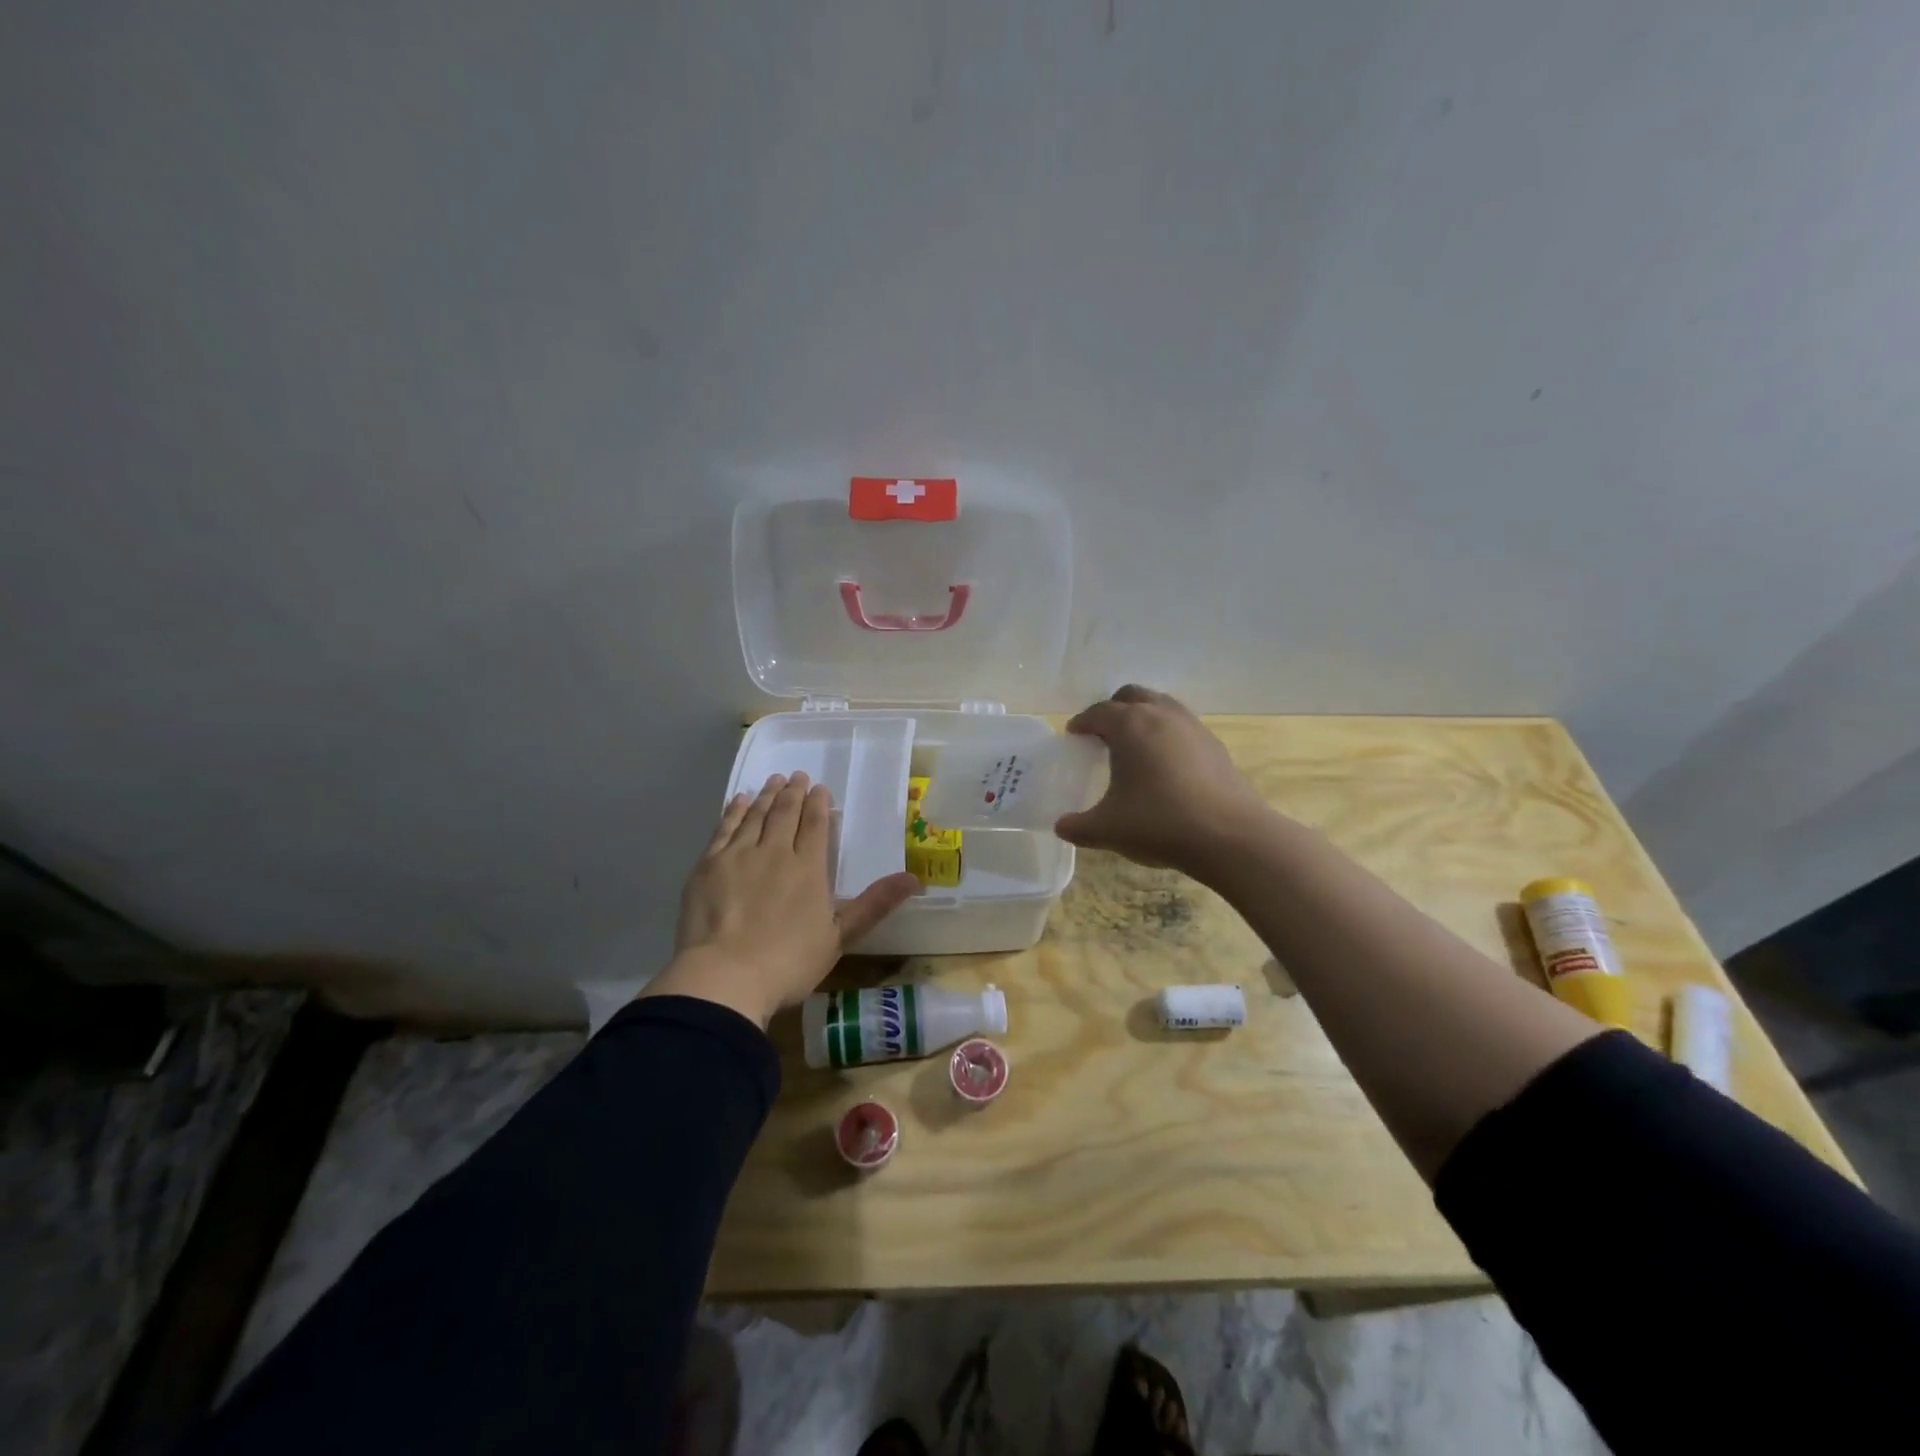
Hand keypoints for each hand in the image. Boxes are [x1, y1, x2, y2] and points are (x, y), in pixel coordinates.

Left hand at [644, 773, 919, 1028]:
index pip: (816, 825)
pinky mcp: (708, 865)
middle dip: (793, 792)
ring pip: (756, 816)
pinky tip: (739, 801)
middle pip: (786, 813)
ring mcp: (739, 856)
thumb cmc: (788, 963)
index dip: (819, 804)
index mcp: (808, 868)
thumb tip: (915, 879)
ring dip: (767, 796)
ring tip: (773, 781)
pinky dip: (734, 811)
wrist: (725, 977)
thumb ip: (875, 904)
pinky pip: (725, 828)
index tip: (820, 788)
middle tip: (797, 776)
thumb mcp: (840, 937)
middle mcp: (775, 852)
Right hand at [1054, 686, 1268, 876]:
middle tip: (1103, 734)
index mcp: (1129, 725)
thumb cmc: (1159, 823)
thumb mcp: (1107, 830)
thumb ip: (1077, 826)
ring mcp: (1193, 727)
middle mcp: (1161, 715)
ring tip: (1136, 746)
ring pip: (1162, 706)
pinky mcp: (1215, 746)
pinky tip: (1167, 766)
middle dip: (1114, 709)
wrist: (1228, 836)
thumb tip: (1061, 826)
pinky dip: (1168, 736)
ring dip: (1144, 717)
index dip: (1082, 722)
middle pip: (1132, 695)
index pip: (1098, 712)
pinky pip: (1183, 728)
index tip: (1074, 735)